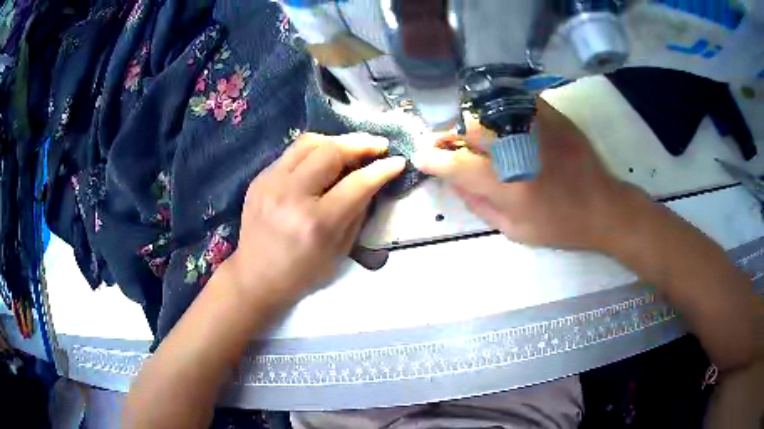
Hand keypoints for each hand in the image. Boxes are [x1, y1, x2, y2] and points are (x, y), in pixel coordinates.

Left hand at [227, 133, 404, 306]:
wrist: (255, 277)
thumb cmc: (302, 274)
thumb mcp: (340, 251)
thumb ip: (357, 212)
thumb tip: (371, 181)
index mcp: (316, 223)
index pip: (357, 183)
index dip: (382, 169)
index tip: (397, 161)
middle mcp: (291, 195)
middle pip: (331, 152)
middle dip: (361, 144)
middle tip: (379, 145)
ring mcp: (270, 183)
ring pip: (309, 142)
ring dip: (337, 140)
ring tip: (353, 147)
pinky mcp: (259, 178)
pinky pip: (292, 153)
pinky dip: (314, 151)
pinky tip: (324, 159)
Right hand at [415, 99, 646, 251]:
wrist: (602, 207)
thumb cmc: (559, 226)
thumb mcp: (514, 231)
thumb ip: (478, 205)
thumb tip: (451, 181)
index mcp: (510, 187)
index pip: (457, 165)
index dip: (433, 160)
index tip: (422, 158)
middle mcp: (520, 150)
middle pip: (469, 129)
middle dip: (449, 135)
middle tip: (445, 143)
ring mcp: (537, 127)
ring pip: (488, 110)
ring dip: (470, 120)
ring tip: (470, 131)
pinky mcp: (551, 115)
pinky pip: (514, 99)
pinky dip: (497, 105)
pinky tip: (496, 116)